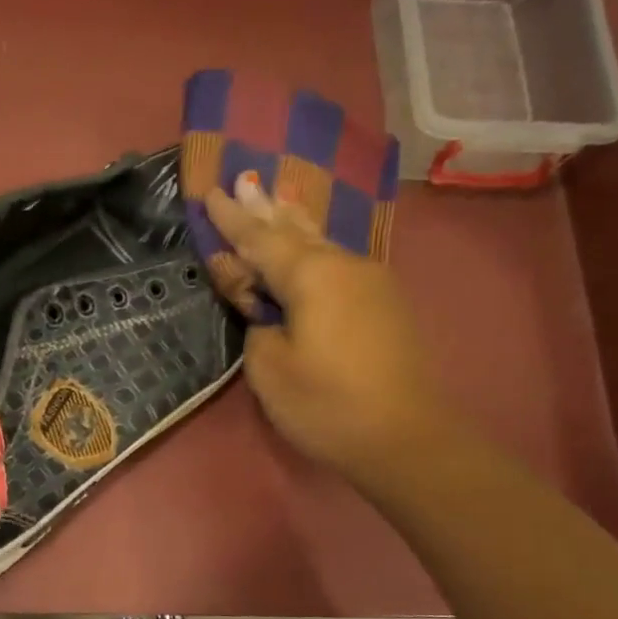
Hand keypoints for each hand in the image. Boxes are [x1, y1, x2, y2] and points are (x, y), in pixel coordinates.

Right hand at [205, 171, 455, 485]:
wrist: (405, 438)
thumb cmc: (326, 405)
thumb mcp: (270, 367)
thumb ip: (256, 322)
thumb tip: (264, 305)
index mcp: (312, 275)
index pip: (260, 238)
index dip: (232, 219)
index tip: (212, 193)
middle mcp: (345, 265)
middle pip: (295, 230)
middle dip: (266, 209)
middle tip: (245, 180)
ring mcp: (371, 282)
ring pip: (321, 243)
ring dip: (293, 224)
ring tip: (276, 200)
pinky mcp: (384, 304)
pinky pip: (338, 263)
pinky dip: (313, 249)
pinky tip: (310, 245)